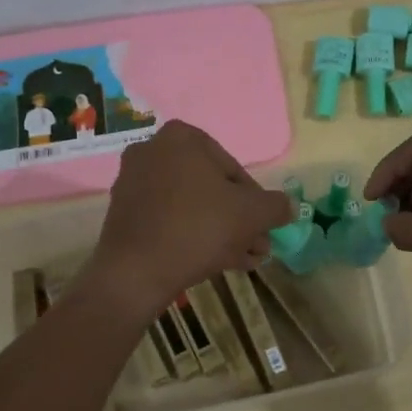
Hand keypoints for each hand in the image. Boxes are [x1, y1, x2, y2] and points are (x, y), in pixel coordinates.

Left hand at [81, 121, 290, 321]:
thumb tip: (288, 207)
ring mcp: (133, 183)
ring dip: (221, 231)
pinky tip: (215, 262)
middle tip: (256, 246)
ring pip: (191, 206)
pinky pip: (169, 219)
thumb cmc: (199, 228)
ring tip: (243, 260)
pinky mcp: (123, 214)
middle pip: (210, 188)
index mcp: (181, 138)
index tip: (264, 225)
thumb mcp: (252, 214)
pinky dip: (192, 236)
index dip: (255, 200)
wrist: (136, 272)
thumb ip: (276, 206)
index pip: (233, 168)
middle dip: (237, 219)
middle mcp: (152, 151)